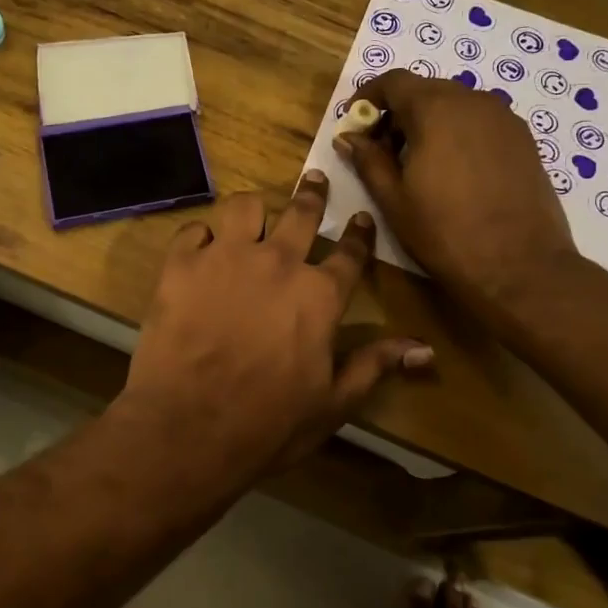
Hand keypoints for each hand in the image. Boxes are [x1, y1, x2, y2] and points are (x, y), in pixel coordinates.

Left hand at [118, 172, 432, 487]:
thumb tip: (425, 349)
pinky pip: (194, 231)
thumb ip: (375, 365)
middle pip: (301, 214)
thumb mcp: (333, 403)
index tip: (362, 217)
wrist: (189, 427)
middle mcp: (277, 263)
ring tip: (252, 215)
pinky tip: (200, 250)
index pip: (350, 254)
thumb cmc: (268, 423)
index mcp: (319, 295)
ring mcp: (226, 258)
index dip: (359, 234)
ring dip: (253, 211)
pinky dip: (200, 238)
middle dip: (313, 194)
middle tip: (315, 179)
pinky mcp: (182, 264)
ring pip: (245, 207)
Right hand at [339, 71, 577, 325]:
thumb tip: (348, 137)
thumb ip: (368, 160)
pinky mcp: (524, 140)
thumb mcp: (393, 199)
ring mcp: (505, 119)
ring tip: (416, 163)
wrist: (520, 267)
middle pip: (426, 90)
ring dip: (428, 122)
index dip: (369, 96)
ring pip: (455, 105)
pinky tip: (452, 171)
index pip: (394, 81)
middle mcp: (474, 101)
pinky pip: (480, 122)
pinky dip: (457, 133)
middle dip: (398, 112)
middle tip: (380, 149)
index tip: (354, 121)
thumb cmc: (445, 233)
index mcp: (436, 109)